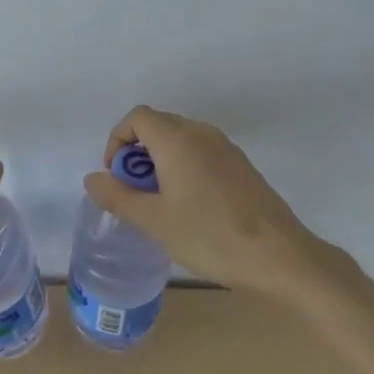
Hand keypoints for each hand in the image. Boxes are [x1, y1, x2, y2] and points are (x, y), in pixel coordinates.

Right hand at [85, 105, 343, 296]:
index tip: (116, 176)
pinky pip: (201, 153)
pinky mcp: (242, 166)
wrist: (281, 256)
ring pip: (181, 139)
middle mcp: (201, 133)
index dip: (117, 140)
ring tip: (161, 203)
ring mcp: (226, 148)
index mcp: (177, 139)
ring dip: (161, 161)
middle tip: (135, 193)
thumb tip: (92, 178)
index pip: (137, 117)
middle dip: (137, 153)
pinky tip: (191, 207)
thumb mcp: (155, 221)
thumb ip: (118, 197)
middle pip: (158, 125)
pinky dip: (184, 167)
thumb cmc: (210, 236)